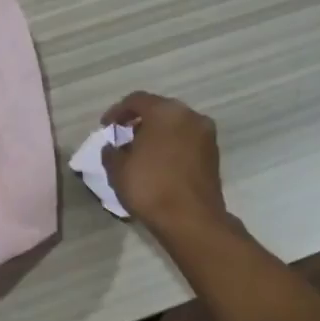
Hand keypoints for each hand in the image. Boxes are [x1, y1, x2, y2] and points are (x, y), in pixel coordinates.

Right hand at [99, 92, 230, 240]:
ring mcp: (206, 135)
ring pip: (175, 125)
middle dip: (139, 121)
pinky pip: (186, 140)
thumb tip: (112, 147)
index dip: (117, 112)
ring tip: (140, 152)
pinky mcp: (214, 154)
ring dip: (157, 134)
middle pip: (159, 110)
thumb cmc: (150, 187)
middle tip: (123, 137)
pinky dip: (171, 145)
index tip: (106, 128)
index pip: (136, 100)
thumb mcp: (118, 169)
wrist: (192, 220)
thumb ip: (111, 152)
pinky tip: (159, 163)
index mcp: (165, 111)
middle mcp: (189, 116)